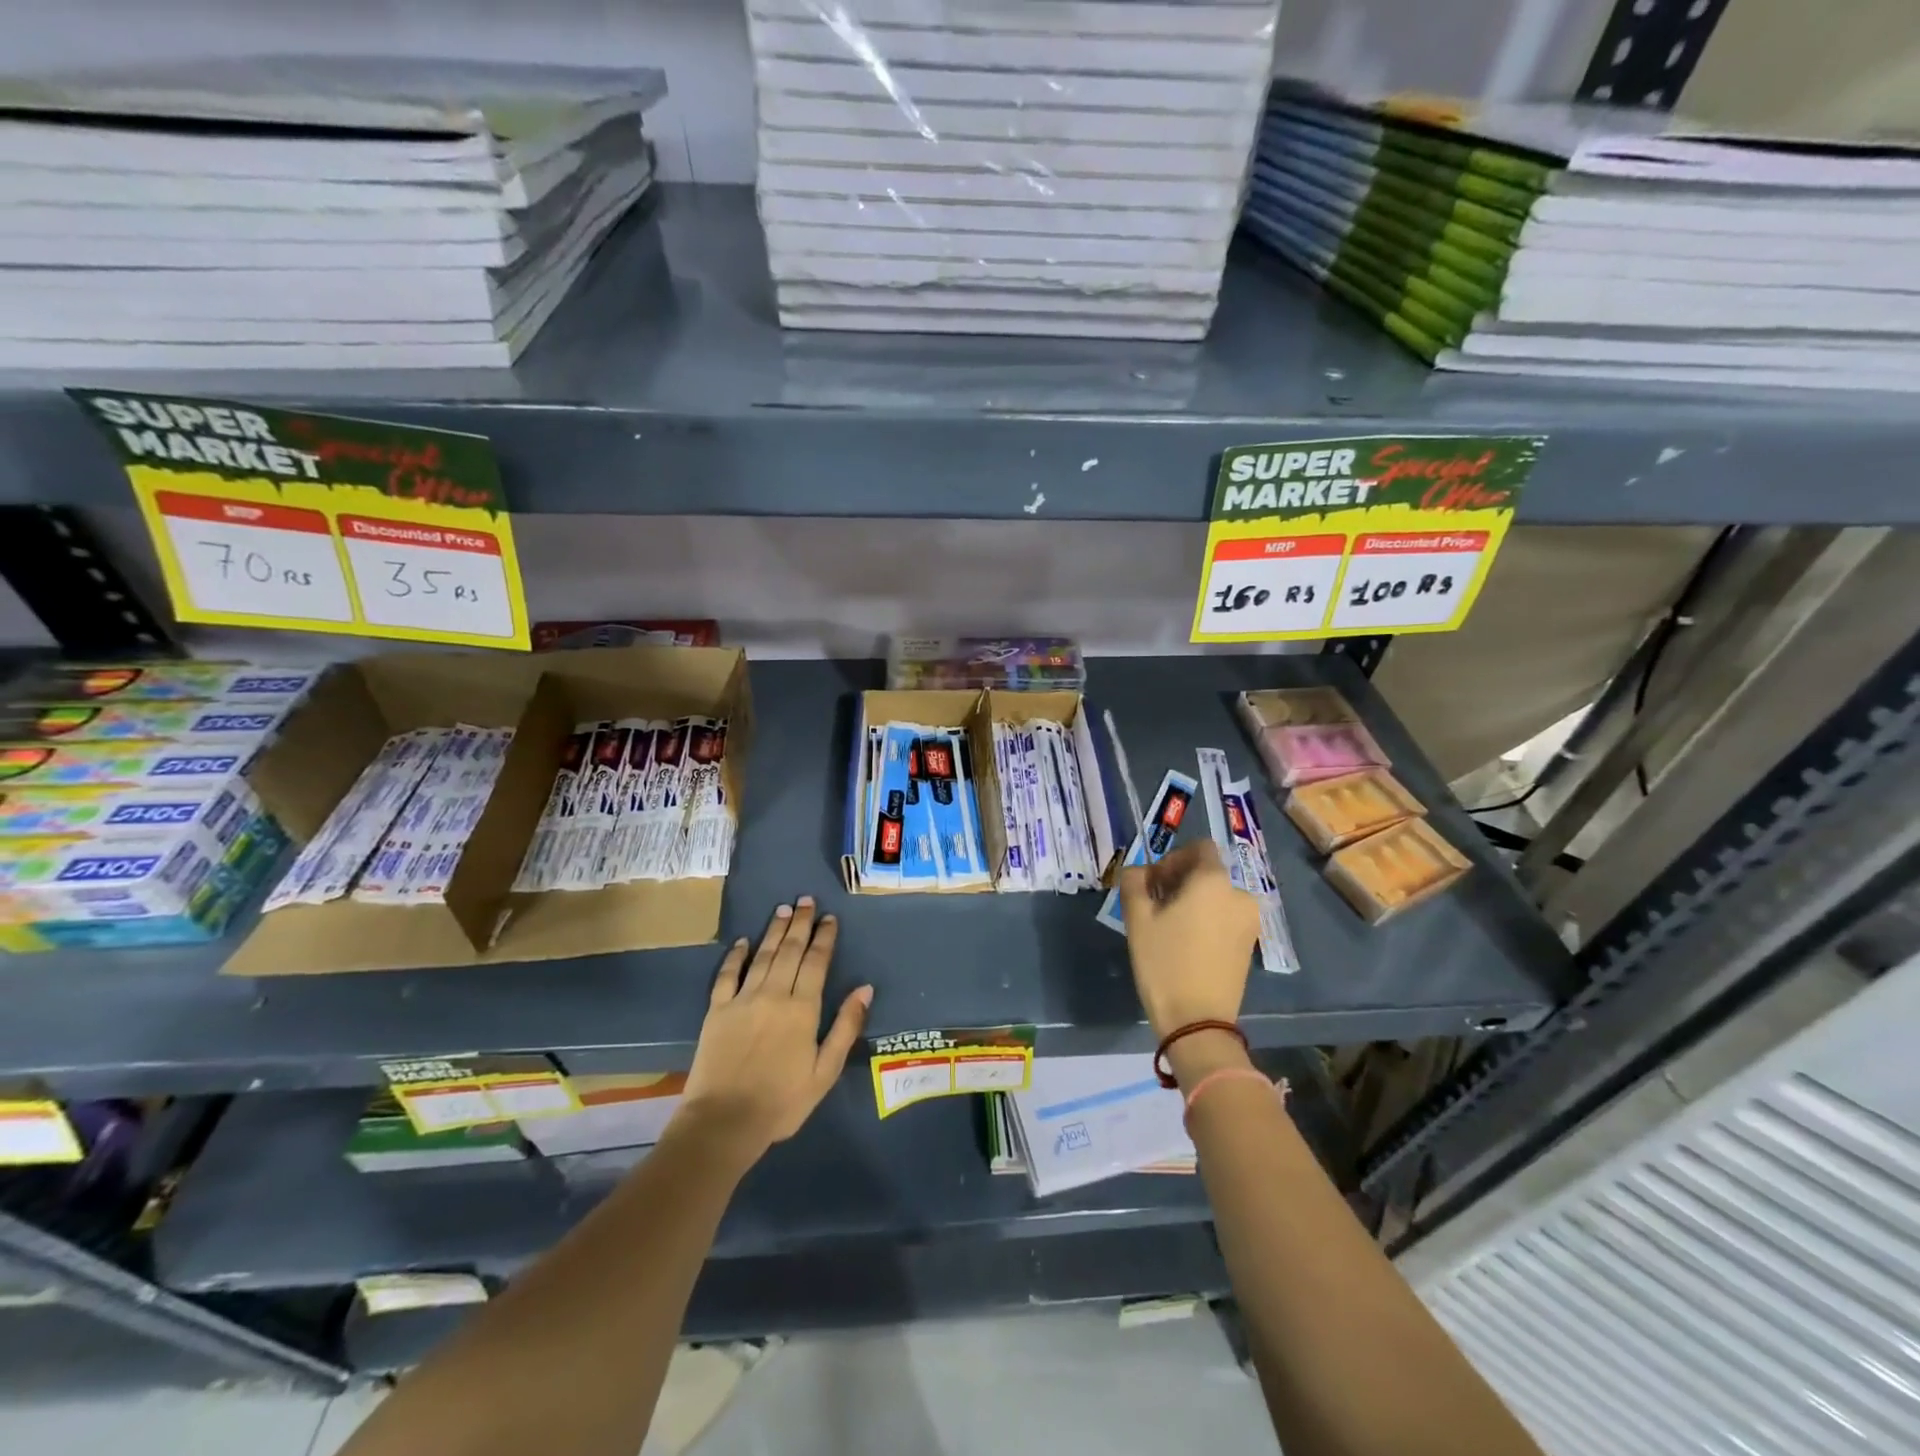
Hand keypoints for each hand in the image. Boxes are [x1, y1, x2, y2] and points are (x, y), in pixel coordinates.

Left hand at [679, 897, 871, 1160]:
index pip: (816, 962)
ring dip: (774, 931)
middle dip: (801, 924)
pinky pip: (727, 975)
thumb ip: (845, 1027)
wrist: (724, 1122)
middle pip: (790, 950)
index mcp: (803, 1009)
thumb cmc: (782, 1101)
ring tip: (783, 910)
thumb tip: (865, 988)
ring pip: (762, 955)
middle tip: (806, 900)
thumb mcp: (825, 1072)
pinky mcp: (717, 1010)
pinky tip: (743, 941)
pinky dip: (735, 955)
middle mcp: (774, 994)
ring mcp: (742, 999)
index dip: (824, 938)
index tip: (830, 918)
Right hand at [1118, 841, 1258, 1038]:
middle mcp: (1239, 894)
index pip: (1199, 847)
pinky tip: (1187, 944)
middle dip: (1180, 881)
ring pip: (1216, 896)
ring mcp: (1249, 921)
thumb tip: (1140, 872)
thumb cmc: (1164, 962)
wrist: (1197, 1021)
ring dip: (1193, 902)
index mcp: (1214, 881)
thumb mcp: (1137, 918)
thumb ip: (1134, 881)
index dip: (1173, 858)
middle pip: (1207, 872)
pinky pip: (1225, 917)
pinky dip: (1206, 920)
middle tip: (1155, 906)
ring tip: (1169, 928)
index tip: (1154, 883)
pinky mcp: (1250, 944)